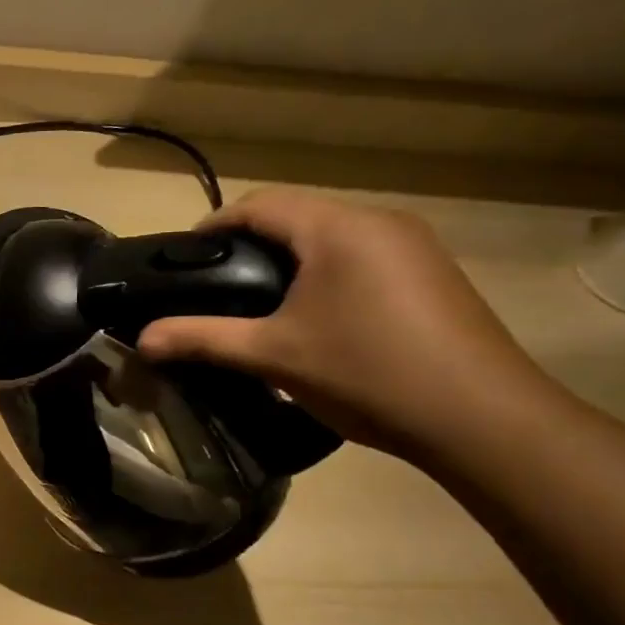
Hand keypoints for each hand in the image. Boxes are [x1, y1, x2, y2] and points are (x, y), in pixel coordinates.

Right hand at [137, 189, 550, 456]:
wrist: (482, 418)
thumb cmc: (367, 374)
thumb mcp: (273, 356)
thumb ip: (203, 339)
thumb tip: (143, 339)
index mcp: (338, 228)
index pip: (260, 205)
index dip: (214, 226)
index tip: (183, 259)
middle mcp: (380, 221)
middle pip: (297, 215)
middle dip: (250, 243)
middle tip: (215, 285)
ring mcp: (414, 245)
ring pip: (331, 235)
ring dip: (289, 258)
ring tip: (258, 302)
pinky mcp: (432, 273)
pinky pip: (361, 255)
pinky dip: (325, 272)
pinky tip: (315, 315)